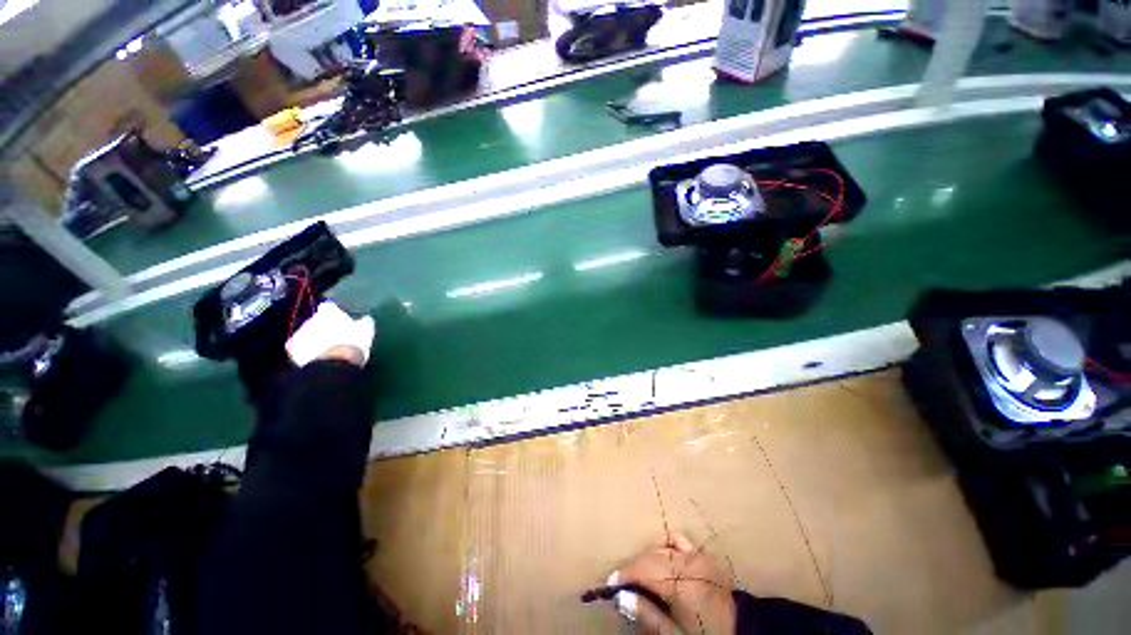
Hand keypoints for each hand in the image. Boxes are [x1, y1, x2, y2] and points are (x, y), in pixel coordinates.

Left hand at [285, 301, 375, 367]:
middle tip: (334, 337)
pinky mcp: (292, 349)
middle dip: (322, 327)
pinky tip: (315, 358)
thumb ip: (364, 323)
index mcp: (329, 312)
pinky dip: (305, 351)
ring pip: (306, 334)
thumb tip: (366, 319)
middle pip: (317, 321)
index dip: (333, 314)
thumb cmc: (352, 343)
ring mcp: (300, 334)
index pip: (329, 307)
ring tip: (325, 349)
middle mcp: (312, 319)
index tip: (339, 321)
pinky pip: (298, 348)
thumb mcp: (366, 332)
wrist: (332, 363)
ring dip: (313, 339)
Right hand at [606, 534, 735, 634]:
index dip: (625, 573)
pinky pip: (678, 540)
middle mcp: (690, 563)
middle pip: (651, 556)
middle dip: (633, 567)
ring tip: (640, 575)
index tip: (610, 582)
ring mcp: (698, 556)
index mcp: (684, 584)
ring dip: (647, 558)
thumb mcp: (675, 634)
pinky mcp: (703, 554)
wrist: (739, 633)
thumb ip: (648, 614)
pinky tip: (659, 557)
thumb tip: (621, 596)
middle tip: (621, 582)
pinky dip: (665, 545)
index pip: (645, 569)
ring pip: (661, 547)